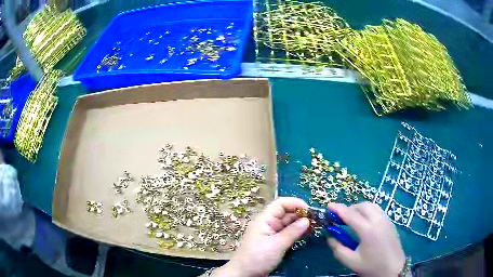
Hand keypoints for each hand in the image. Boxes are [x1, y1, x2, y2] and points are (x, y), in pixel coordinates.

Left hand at [213, 197, 309, 276]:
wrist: (244, 274)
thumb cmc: (258, 257)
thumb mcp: (276, 245)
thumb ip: (292, 232)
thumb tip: (307, 220)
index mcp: (264, 219)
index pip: (281, 204)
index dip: (296, 203)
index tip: (310, 211)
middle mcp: (268, 223)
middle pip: (286, 213)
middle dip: (300, 214)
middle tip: (316, 221)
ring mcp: (271, 233)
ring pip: (287, 223)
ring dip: (300, 224)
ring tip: (314, 227)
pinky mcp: (273, 242)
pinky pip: (287, 233)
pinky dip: (296, 232)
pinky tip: (305, 235)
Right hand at [327, 202, 404, 276]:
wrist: (394, 269)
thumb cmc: (372, 267)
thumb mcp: (351, 262)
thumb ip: (338, 249)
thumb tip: (330, 237)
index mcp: (368, 230)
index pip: (350, 215)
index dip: (338, 209)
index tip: (328, 205)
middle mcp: (378, 220)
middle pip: (362, 206)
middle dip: (349, 208)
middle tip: (340, 218)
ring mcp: (386, 220)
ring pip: (371, 206)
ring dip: (359, 209)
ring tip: (352, 220)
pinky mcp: (390, 222)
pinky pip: (377, 210)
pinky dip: (367, 212)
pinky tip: (364, 223)